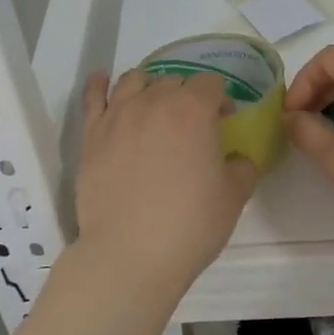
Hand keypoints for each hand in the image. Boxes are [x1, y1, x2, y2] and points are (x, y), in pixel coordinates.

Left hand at [73, 69, 258, 301]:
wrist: (129, 254)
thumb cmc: (189, 225)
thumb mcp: (233, 197)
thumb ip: (242, 168)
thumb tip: (237, 158)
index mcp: (193, 110)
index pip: (210, 83)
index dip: (220, 99)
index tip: (224, 120)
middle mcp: (153, 102)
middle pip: (173, 81)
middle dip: (187, 94)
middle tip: (192, 123)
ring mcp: (118, 115)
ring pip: (133, 80)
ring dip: (149, 86)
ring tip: (153, 104)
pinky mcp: (91, 135)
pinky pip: (93, 97)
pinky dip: (98, 85)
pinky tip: (102, 81)